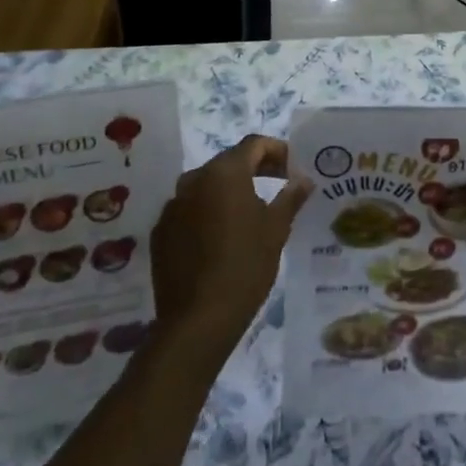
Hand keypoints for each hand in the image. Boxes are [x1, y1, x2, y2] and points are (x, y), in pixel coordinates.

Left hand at [150, 136, 311, 357]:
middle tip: (279, 184)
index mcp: (224, 172)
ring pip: (207, 186)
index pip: (254, 144)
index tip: (293, 168)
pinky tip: (221, 237)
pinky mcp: (161, 232)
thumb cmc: (245, 266)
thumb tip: (304, 179)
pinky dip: (208, 212)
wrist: (197, 320)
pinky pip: (190, 210)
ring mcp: (172, 206)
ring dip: (230, 191)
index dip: (277, 151)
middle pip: (229, 162)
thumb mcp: (276, 229)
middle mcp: (193, 180)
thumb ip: (290, 197)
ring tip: (251, 212)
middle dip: (255, 169)